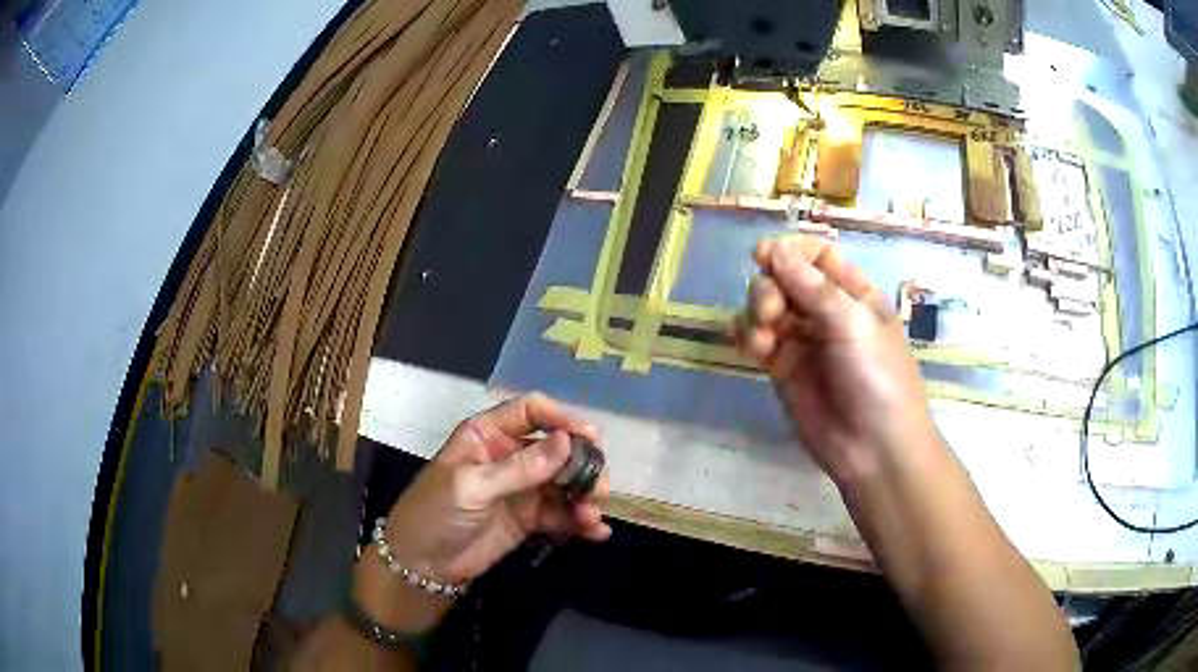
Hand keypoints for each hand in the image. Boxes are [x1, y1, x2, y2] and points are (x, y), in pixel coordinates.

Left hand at [382, 393, 611, 585]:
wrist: (423, 565)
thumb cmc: (436, 512)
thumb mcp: (472, 486)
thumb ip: (520, 468)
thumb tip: (568, 441)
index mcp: (487, 434)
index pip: (531, 412)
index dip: (561, 418)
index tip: (590, 437)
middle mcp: (508, 455)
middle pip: (556, 448)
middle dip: (581, 464)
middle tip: (600, 485)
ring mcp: (521, 488)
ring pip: (564, 482)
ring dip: (584, 495)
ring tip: (592, 514)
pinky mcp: (529, 518)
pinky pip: (561, 513)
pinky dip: (580, 521)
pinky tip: (597, 532)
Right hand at [734, 235, 936, 484]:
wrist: (873, 449)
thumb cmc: (877, 378)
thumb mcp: (853, 323)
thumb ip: (811, 286)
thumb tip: (773, 248)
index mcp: (853, 293)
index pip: (817, 255)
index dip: (790, 250)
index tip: (763, 254)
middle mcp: (826, 311)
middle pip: (785, 278)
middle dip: (769, 287)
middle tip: (769, 312)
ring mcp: (803, 341)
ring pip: (766, 307)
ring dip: (755, 313)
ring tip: (761, 341)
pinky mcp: (782, 369)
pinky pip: (756, 339)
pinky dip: (746, 335)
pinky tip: (749, 346)